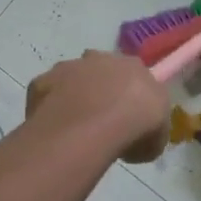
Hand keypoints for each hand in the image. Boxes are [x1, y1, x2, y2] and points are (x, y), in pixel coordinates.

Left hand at [26, 50, 171, 163]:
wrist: (96, 125)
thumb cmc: (137, 126)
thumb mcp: (158, 137)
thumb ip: (149, 132)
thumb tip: (140, 142)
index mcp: (133, 66)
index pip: (134, 74)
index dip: (130, 95)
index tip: (129, 117)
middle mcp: (99, 58)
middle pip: (99, 70)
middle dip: (100, 89)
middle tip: (101, 121)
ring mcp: (67, 67)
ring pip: (70, 80)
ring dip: (73, 97)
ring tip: (75, 129)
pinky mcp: (42, 82)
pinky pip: (46, 95)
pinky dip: (49, 108)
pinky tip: (54, 130)